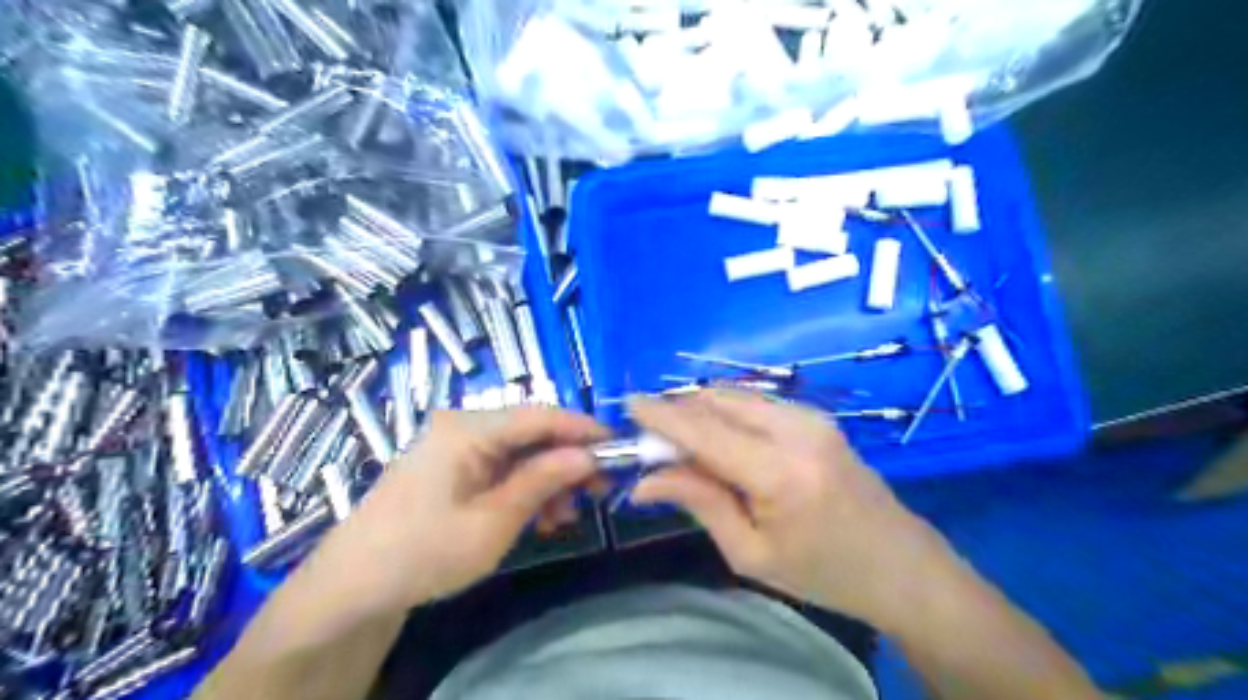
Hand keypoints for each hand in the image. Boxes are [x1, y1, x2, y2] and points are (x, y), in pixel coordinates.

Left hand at [306, 406, 609, 610]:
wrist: (353, 586)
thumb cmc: (424, 552)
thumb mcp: (493, 521)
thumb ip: (543, 481)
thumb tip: (589, 455)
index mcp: (468, 429)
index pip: (539, 415)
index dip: (582, 429)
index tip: (618, 448)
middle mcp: (463, 426)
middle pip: (531, 432)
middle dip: (566, 460)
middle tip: (598, 491)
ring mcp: (455, 445)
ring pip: (519, 451)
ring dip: (547, 479)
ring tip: (564, 516)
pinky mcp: (453, 465)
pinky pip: (500, 466)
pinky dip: (524, 487)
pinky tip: (538, 516)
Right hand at [629, 388, 957, 629]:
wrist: (901, 564)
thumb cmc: (824, 572)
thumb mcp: (750, 552)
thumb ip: (698, 502)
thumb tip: (644, 481)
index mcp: (780, 472)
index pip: (704, 430)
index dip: (661, 415)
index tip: (626, 406)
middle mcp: (796, 429)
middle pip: (716, 401)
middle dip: (677, 412)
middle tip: (651, 442)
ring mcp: (810, 416)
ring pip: (734, 396)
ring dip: (699, 411)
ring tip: (679, 445)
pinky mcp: (815, 415)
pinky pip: (754, 403)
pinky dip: (724, 413)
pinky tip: (716, 440)